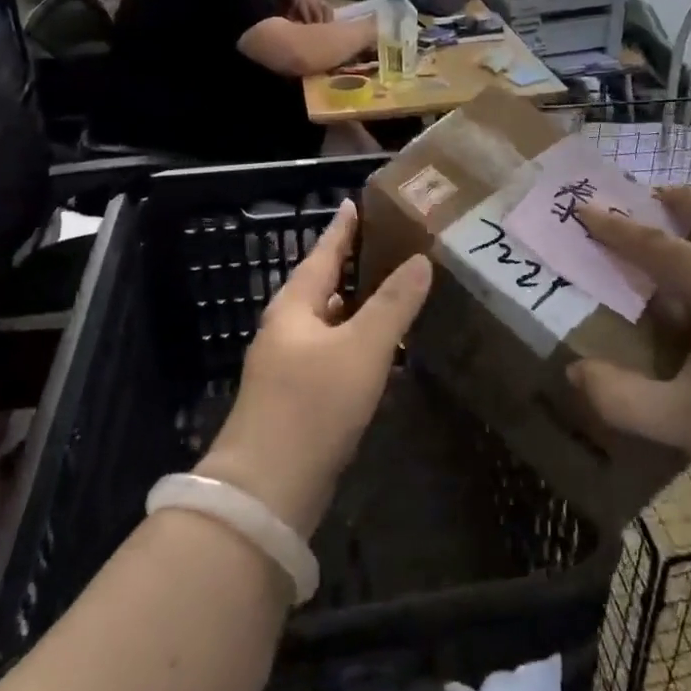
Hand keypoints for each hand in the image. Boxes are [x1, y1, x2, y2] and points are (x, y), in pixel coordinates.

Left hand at [196, 200, 432, 539]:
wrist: (268, 489)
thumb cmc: (313, 404)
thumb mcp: (362, 347)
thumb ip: (393, 303)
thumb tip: (421, 260)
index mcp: (295, 305)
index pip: (324, 253)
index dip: (343, 228)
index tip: (356, 202)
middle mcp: (289, 328)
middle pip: (326, 285)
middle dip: (356, 265)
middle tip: (392, 244)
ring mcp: (291, 365)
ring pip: (333, 322)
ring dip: (361, 306)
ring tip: (397, 290)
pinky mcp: (301, 398)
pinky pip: (337, 355)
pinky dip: (361, 343)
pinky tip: (386, 350)